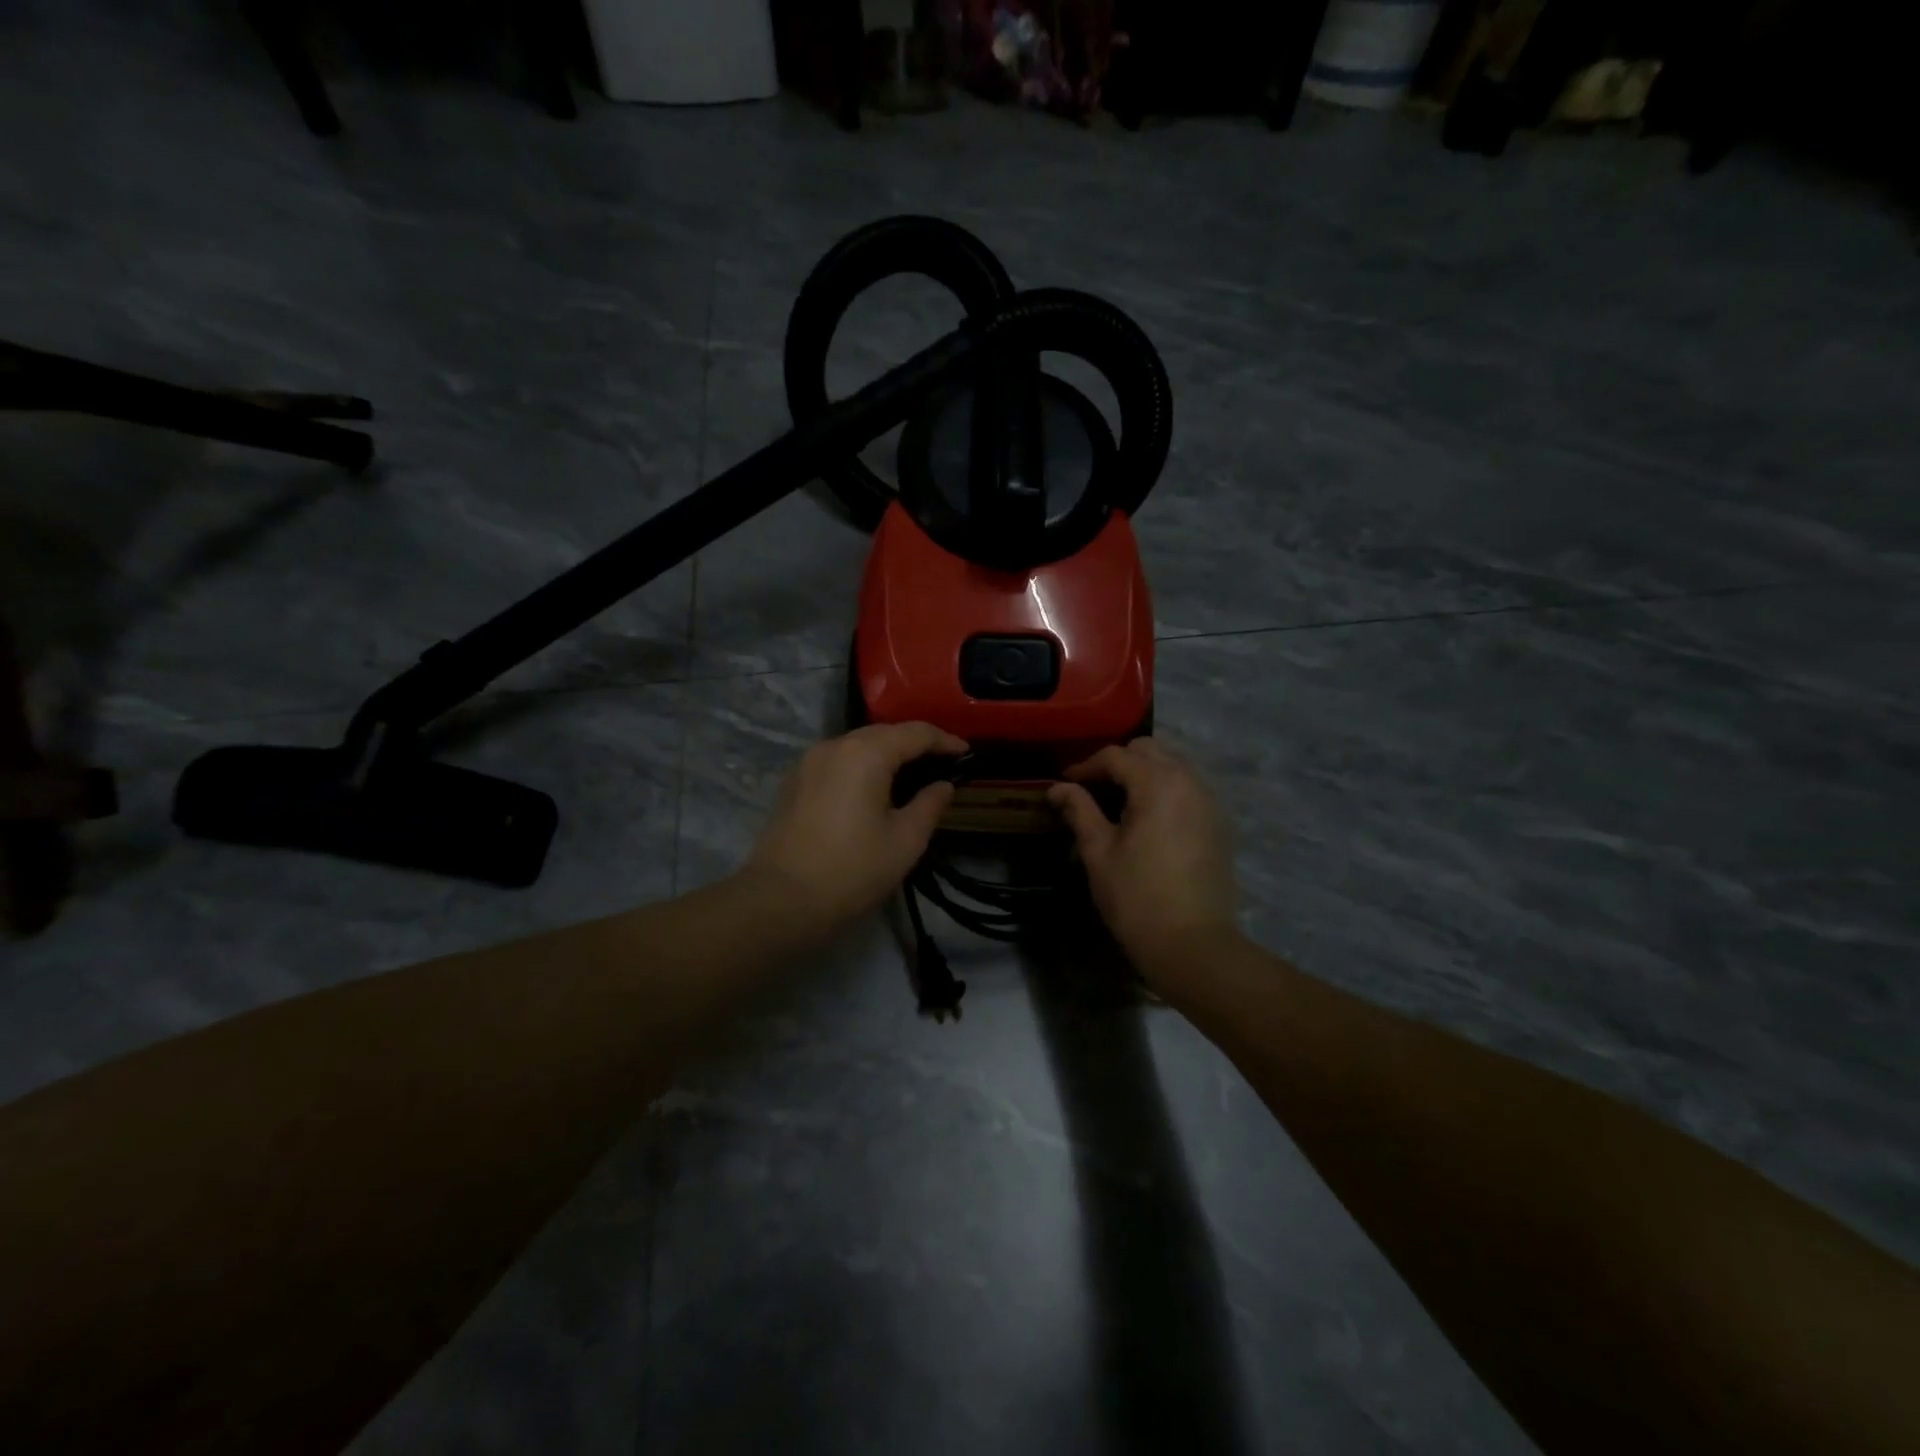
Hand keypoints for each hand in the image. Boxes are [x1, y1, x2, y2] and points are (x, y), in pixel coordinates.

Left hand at [746, 722, 966, 936]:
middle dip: (915, 743)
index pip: (915, 733)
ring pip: (857, 744)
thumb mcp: (905, 840)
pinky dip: (862, 764)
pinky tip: (873, 786)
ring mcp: (809, 761)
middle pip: (884, 733)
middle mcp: (835, 745)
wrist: (782, 899)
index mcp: (866, 753)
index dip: (944, 740)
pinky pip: (837, 760)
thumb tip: (943, 785)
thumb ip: (930, 805)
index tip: (966, 752)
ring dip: (886, 752)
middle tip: (942, 761)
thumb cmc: (852, 870)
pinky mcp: (794, 781)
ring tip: (911, 773)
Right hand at [1048, 738, 1239, 983]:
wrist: (1192, 944)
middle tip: (1092, 788)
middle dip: (1118, 762)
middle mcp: (1189, 782)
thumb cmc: (1136, 897)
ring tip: (1118, 801)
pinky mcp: (1219, 824)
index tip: (1065, 783)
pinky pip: (1188, 789)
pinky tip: (1147, 818)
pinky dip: (1165, 790)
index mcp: (1158, 784)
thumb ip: (1079, 811)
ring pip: (1173, 766)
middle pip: (1149, 751)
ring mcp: (1210, 802)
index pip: (1116, 756)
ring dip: (1143, 774)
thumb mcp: (1099, 852)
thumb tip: (1058, 788)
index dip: (1085, 766)